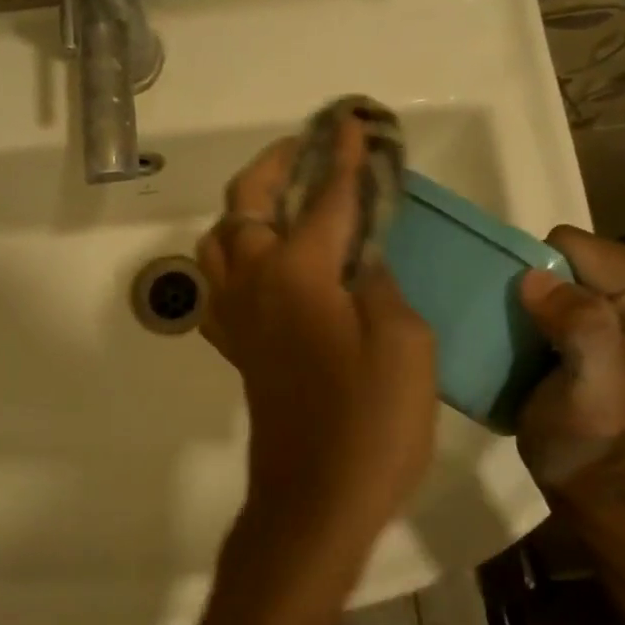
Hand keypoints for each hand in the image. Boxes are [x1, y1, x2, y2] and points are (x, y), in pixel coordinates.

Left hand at [196, 118, 436, 581]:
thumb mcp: (404, 344)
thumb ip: (381, 284)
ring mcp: (238, 318)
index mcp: (298, 274)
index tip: (352, 123)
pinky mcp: (237, 349)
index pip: (325, 198)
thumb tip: (362, 259)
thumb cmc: (371, 424)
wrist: (316, 501)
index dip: (343, 158)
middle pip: (246, 205)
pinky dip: (236, 258)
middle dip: (275, 165)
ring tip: (285, 204)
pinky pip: (221, 286)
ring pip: (220, 241)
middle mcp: (255, 284)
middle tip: (308, 147)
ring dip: (247, 209)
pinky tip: (268, 267)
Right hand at [514, 227, 624, 532]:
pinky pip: (558, 283)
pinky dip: (540, 309)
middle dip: (542, 293)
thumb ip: (583, 332)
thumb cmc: (593, 444)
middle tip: (539, 345)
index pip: (574, 248)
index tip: (544, 337)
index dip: (547, 288)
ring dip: (537, 303)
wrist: (597, 485)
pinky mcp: (613, 307)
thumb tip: (535, 279)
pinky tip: (541, 343)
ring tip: (537, 346)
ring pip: (557, 266)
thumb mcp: (591, 394)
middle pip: (567, 253)